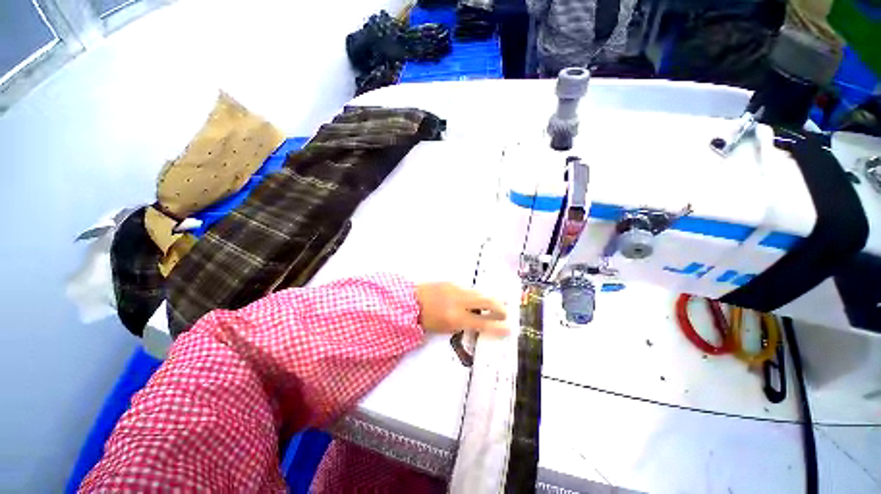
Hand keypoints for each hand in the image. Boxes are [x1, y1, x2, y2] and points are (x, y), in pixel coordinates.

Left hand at [415, 283, 508, 335]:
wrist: (410, 300)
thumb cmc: (426, 319)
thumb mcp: (445, 328)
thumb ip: (464, 325)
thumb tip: (478, 322)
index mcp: (456, 317)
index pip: (482, 322)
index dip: (497, 327)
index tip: (509, 328)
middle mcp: (459, 300)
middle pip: (487, 301)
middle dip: (499, 307)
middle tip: (504, 313)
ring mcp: (456, 288)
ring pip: (479, 293)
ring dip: (487, 300)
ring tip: (492, 305)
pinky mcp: (452, 282)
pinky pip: (469, 289)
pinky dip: (475, 295)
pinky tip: (473, 299)